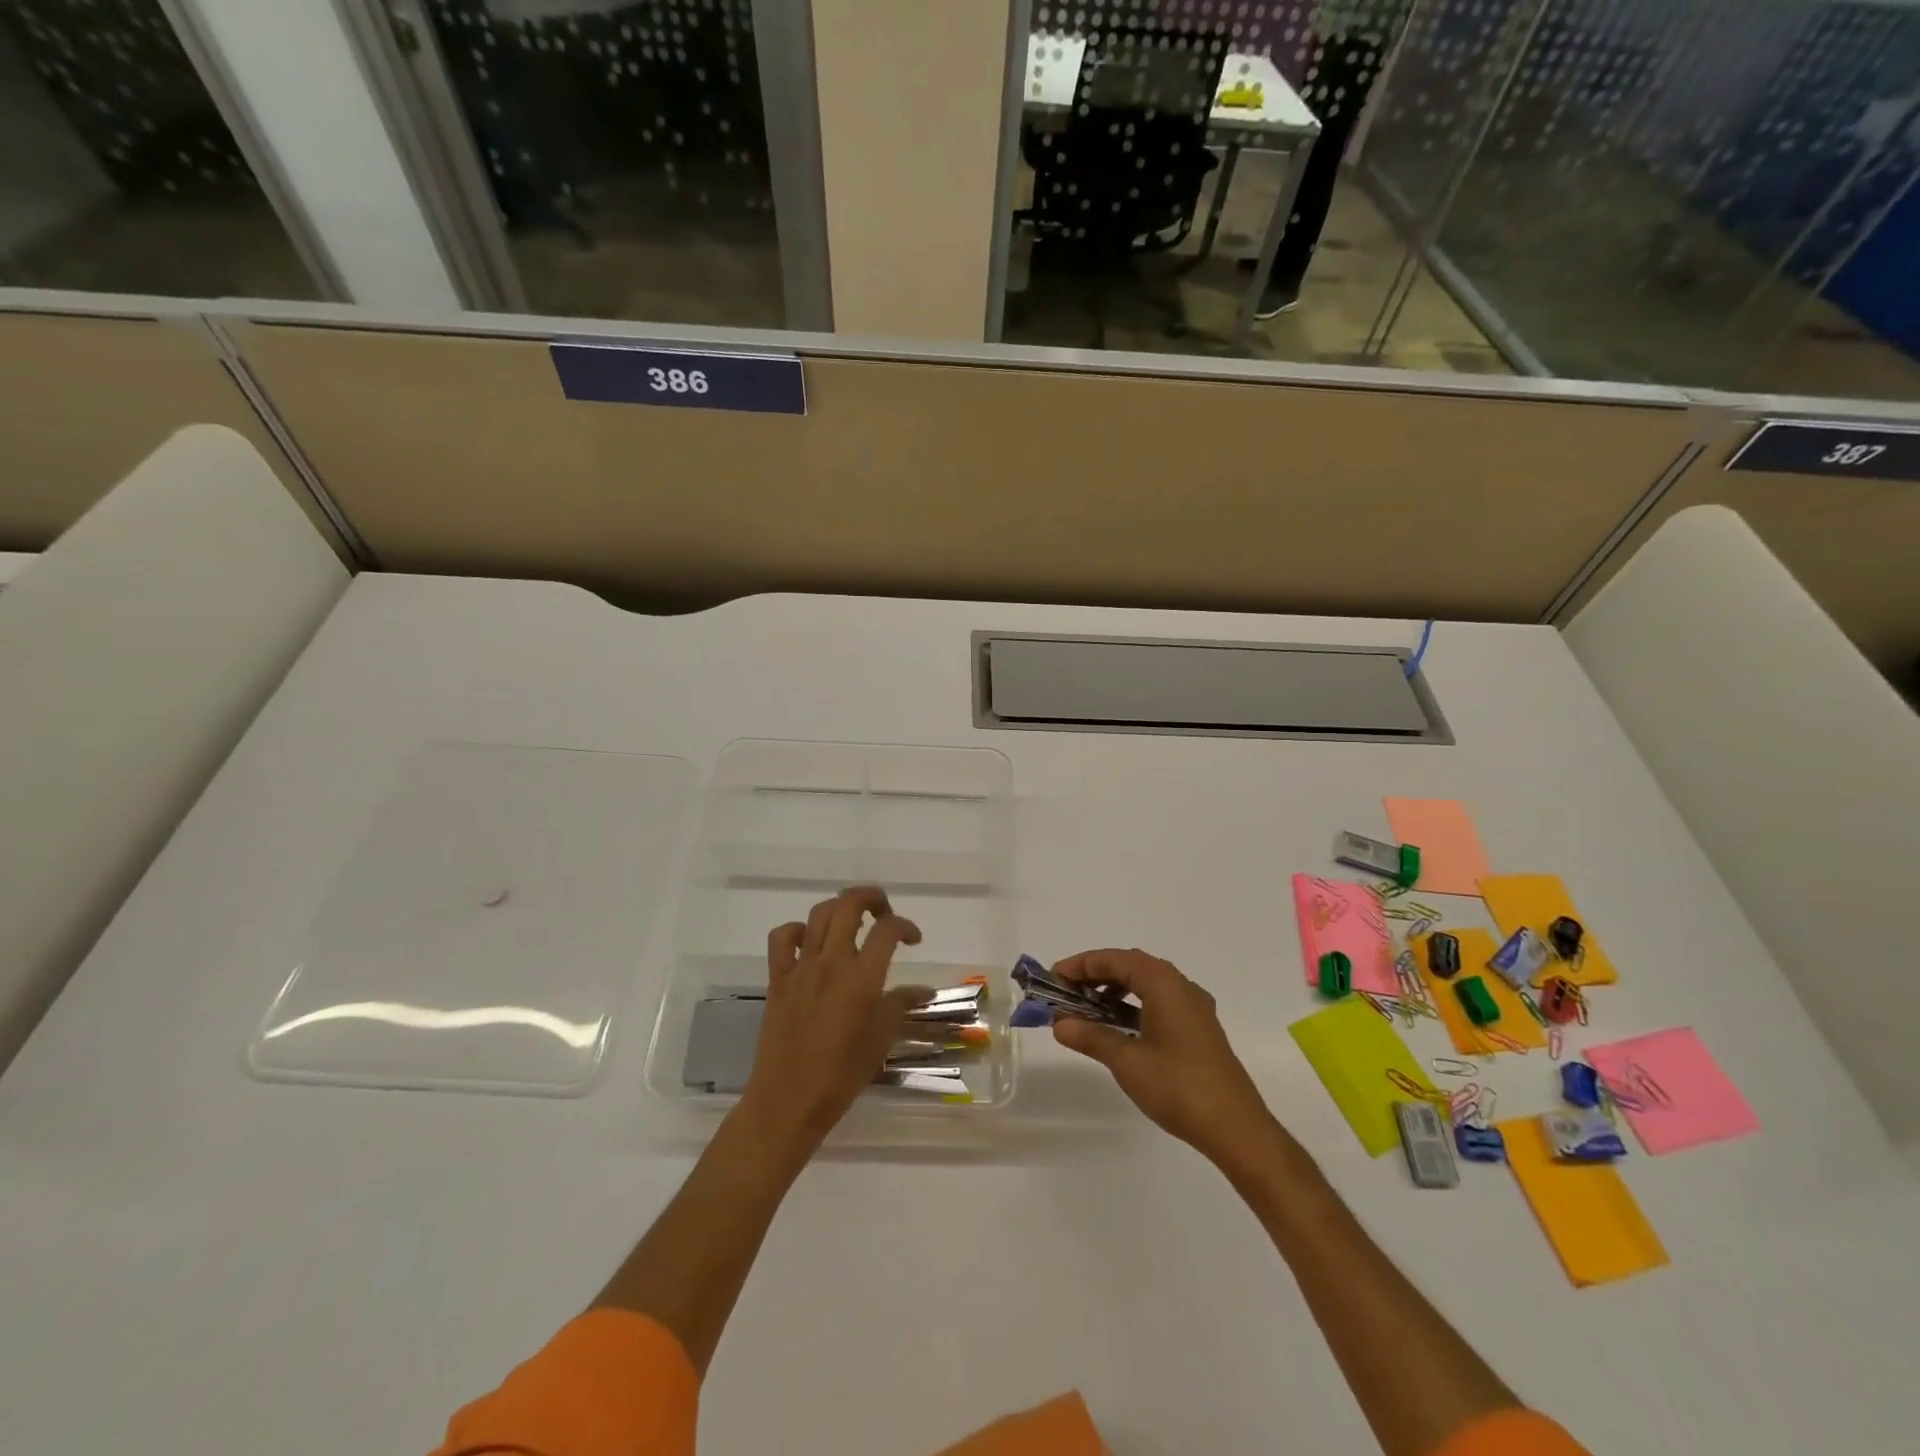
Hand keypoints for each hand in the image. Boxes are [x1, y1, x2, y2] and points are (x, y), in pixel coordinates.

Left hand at [738, 887, 928, 1156]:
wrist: (789, 1100)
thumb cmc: (842, 1074)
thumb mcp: (881, 1038)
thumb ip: (901, 1005)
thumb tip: (925, 990)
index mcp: (862, 978)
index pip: (888, 930)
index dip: (905, 926)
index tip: (913, 939)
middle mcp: (832, 962)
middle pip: (850, 904)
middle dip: (872, 898)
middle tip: (884, 913)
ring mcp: (801, 967)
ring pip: (819, 914)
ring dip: (840, 909)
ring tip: (853, 923)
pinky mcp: (778, 978)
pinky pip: (783, 938)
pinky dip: (797, 931)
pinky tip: (809, 943)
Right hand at [1050, 949, 1282, 1168]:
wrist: (1236, 1128)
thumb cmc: (1178, 1087)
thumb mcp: (1127, 1062)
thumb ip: (1091, 1037)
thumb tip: (1059, 1023)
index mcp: (1164, 984)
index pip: (1114, 959)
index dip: (1081, 965)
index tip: (1053, 977)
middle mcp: (1181, 986)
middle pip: (1131, 965)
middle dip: (1096, 974)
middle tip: (1066, 991)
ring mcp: (1194, 1007)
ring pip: (1146, 983)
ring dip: (1115, 989)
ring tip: (1087, 1009)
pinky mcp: (1199, 1028)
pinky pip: (1159, 1000)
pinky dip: (1134, 1004)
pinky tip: (1119, 1026)